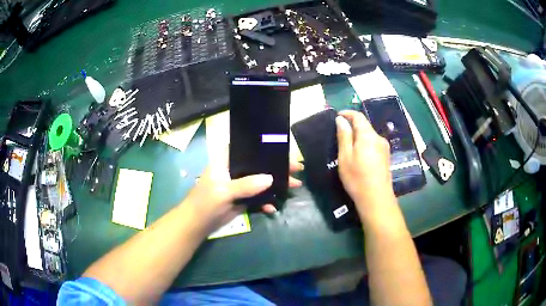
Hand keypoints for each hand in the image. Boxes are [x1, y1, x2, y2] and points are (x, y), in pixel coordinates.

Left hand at [181, 149, 302, 234]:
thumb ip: (245, 185)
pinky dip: (267, 202)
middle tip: (297, 169)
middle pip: (259, 165)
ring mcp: (240, 185)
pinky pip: (259, 197)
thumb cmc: (205, 202)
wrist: (197, 224)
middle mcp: (235, 170)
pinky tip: (274, 207)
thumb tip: (270, 179)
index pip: (248, 148)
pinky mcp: (243, 199)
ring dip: (277, 184)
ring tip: (295, 186)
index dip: (265, 146)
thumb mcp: (223, 191)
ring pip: (262, 181)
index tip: (283, 149)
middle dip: (277, 167)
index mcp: (227, 161)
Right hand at [336, 110, 393, 214]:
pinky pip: (373, 144)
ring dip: (359, 136)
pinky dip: (365, 144)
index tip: (337, 116)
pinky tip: (359, 156)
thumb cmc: (357, 177)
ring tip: (348, 147)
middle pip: (365, 126)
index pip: (358, 116)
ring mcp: (385, 148)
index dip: (347, 113)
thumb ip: (344, 135)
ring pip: (369, 136)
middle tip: (339, 134)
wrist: (376, 198)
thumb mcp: (345, 156)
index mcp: (368, 135)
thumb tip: (341, 119)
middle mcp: (379, 138)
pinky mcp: (386, 157)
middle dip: (352, 126)